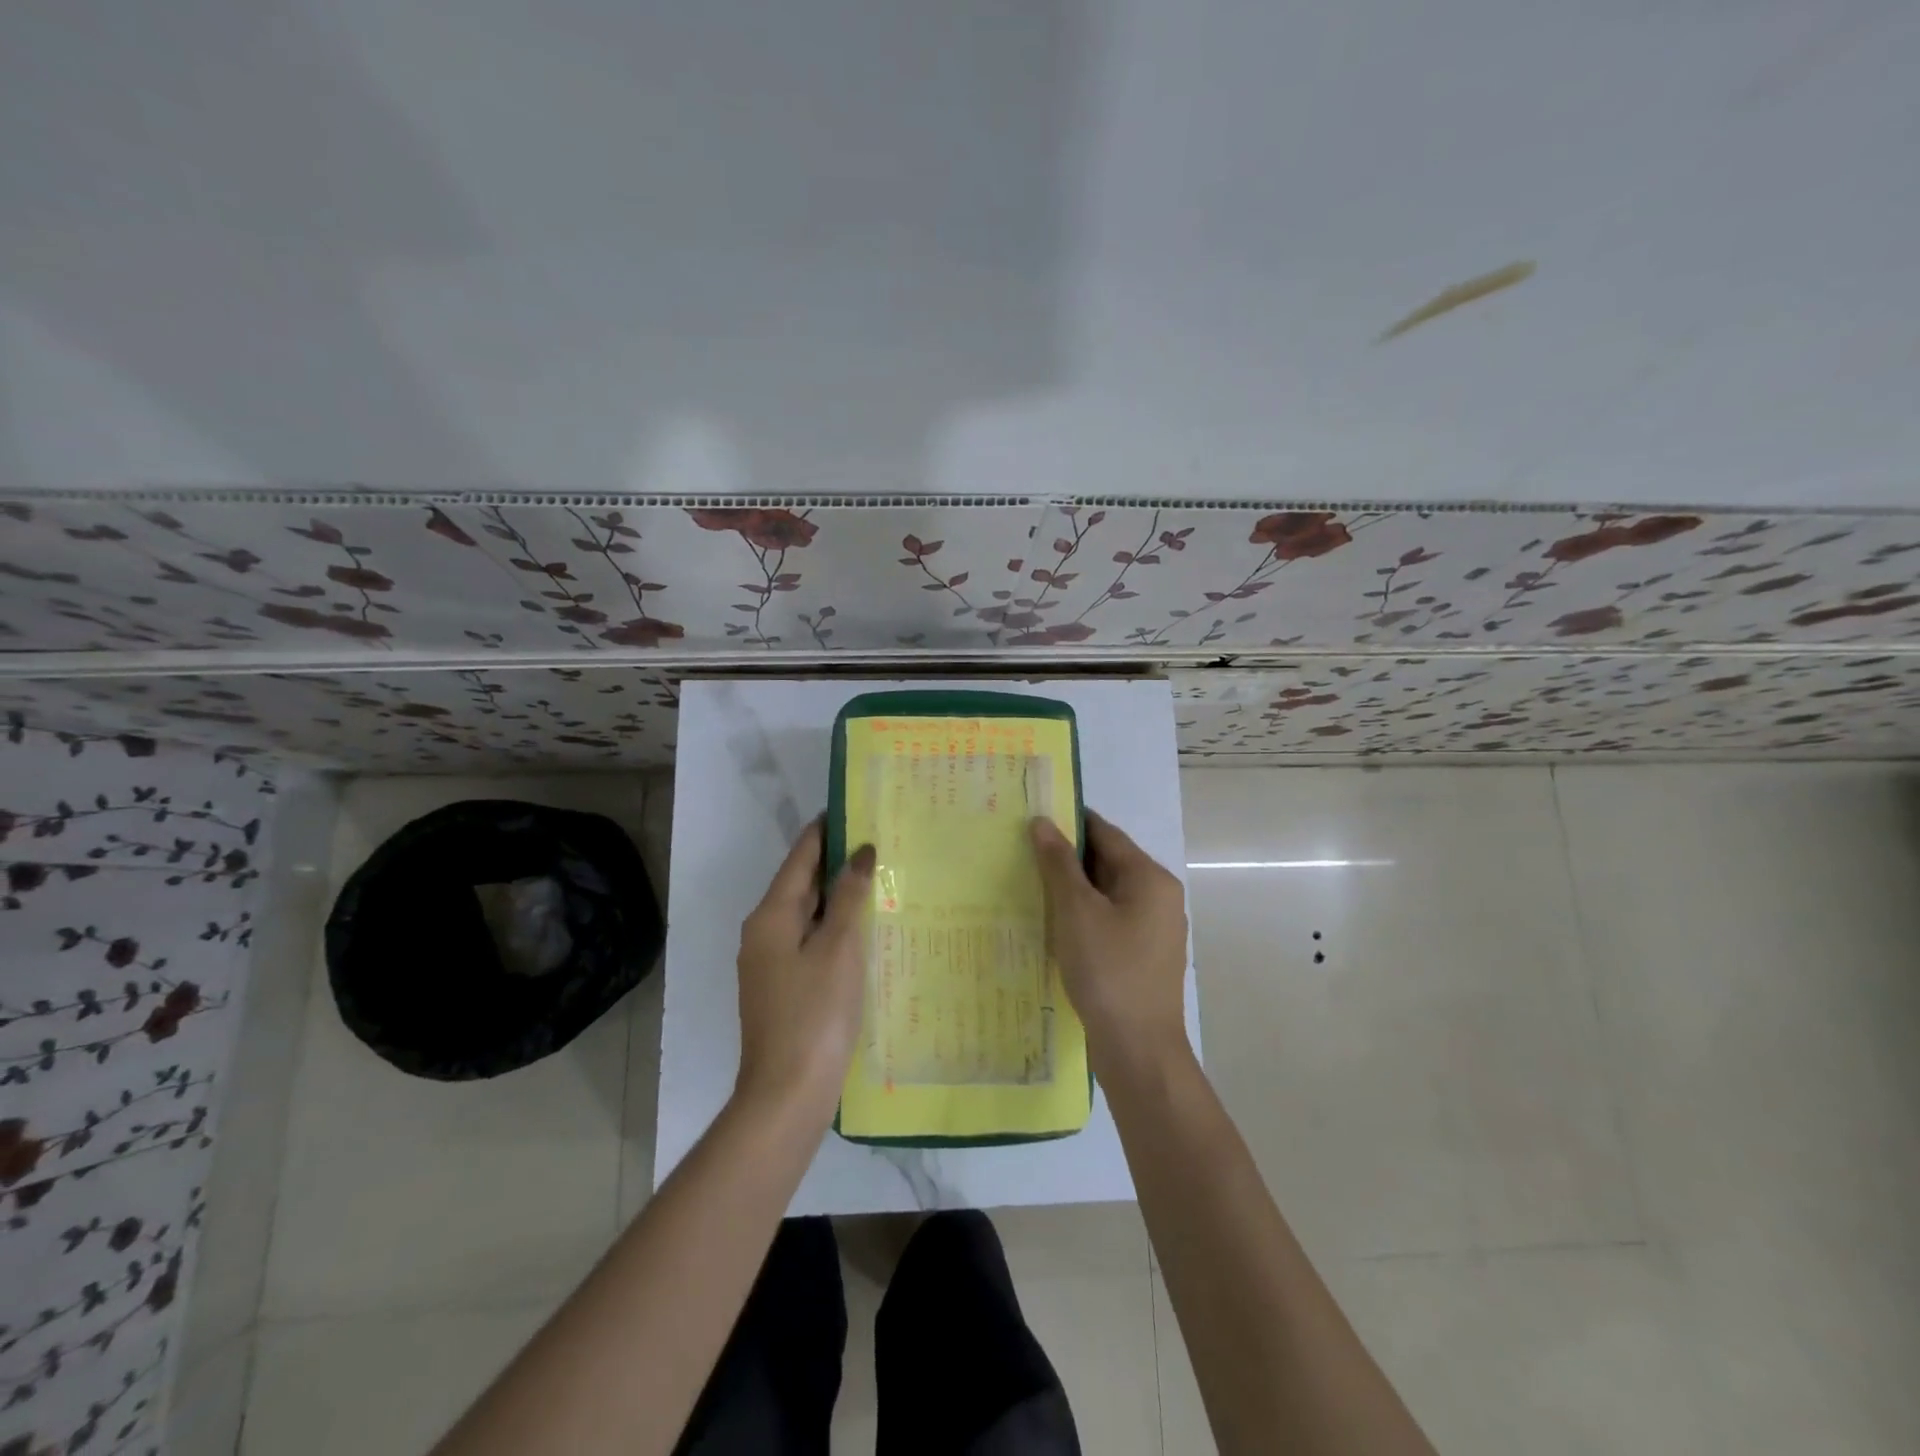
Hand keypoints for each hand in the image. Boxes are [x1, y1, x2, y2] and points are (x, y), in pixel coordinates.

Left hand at [733, 823, 875, 1117]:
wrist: (787, 1093)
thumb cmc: (815, 1013)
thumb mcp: (839, 948)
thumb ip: (850, 896)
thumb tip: (861, 852)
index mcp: (771, 916)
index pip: (800, 857)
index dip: (825, 830)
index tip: (853, 806)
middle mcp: (763, 932)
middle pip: (802, 884)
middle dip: (836, 861)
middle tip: (878, 840)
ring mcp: (770, 962)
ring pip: (808, 914)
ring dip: (838, 896)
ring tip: (878, 876)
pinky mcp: (783, 987)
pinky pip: (810, 941)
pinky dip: (835, 927)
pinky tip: (864, 928)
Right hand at [1031, 810, 1189, 1068]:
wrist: (1138, 1049)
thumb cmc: (1108, 971)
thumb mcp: (1076, 911)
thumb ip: (1058, 864)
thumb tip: (1042, 822)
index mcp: (1150, 878)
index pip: (1105, 833)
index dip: (1068, 823)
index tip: (1031, 818)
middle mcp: (1159, 896)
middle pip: (1108, 861)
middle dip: (1067, 857)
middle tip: (1021, 851)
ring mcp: (1153, 928)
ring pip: (1107, 892)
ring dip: (1072, 887)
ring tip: (1029, 883)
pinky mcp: (1143, 954)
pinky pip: (1109, 919)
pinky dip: (1083, 914)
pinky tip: (1053, 922)